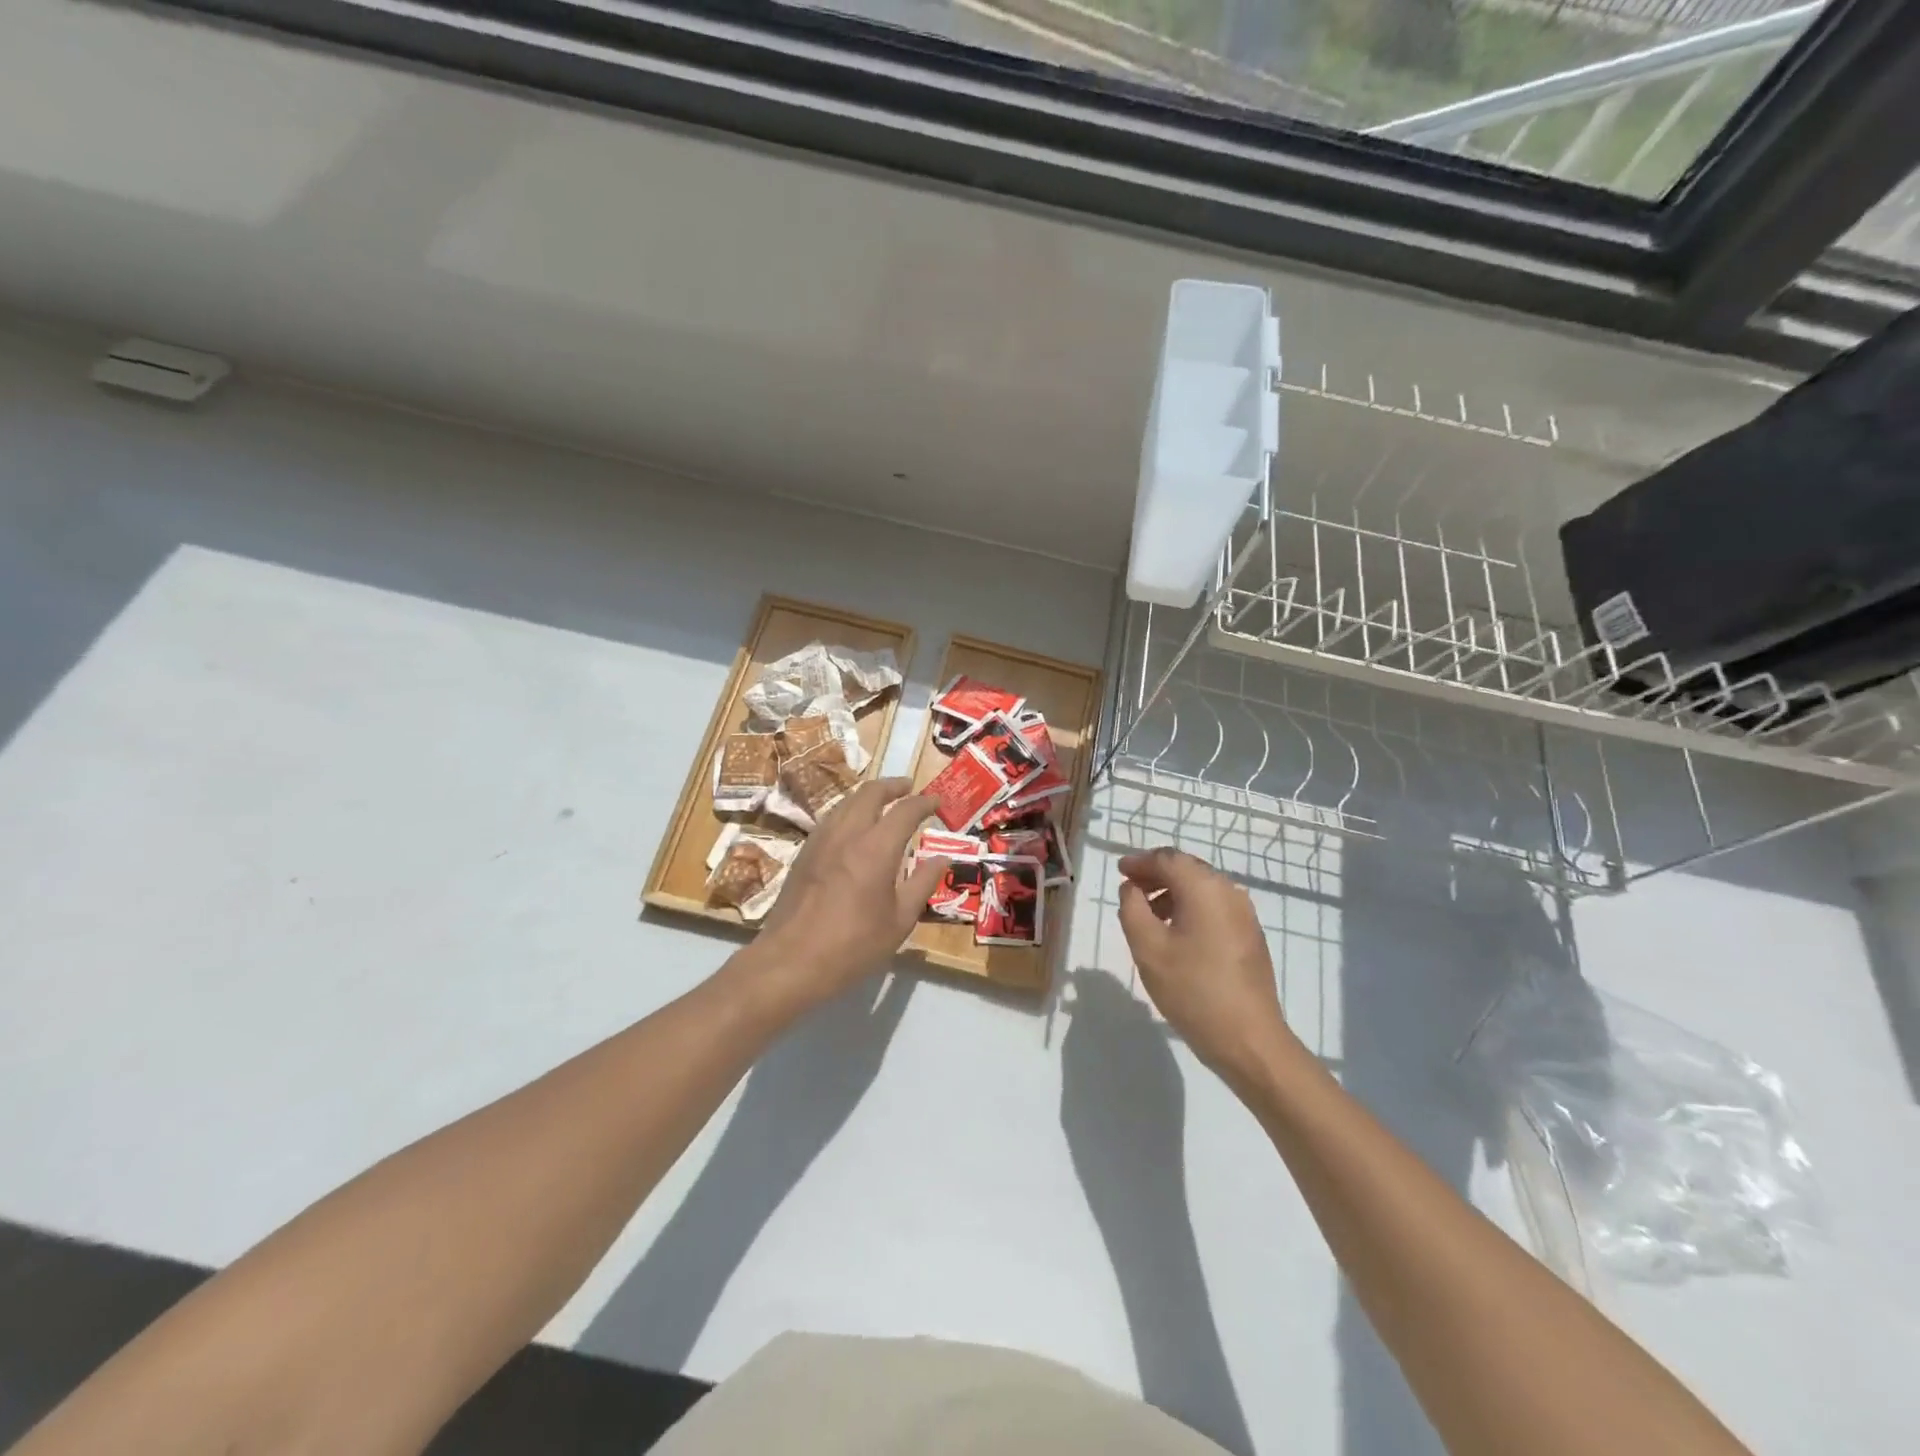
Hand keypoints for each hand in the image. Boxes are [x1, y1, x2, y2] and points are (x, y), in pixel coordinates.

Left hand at [752, 779, 945, 1008]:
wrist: (791, 961)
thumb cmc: (853, 945)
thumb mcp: (899, 920)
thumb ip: (922, 883)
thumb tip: (942, 859)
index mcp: (876, 848)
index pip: (905, 810)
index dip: (924, 802)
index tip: (937, 801)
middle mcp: (847, 833)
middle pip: (870, 793)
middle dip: (893, 786)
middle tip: (909, 788)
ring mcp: (820, 840)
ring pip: (846, 802)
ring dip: (868, 796)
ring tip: (883, 803)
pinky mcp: (804, 853)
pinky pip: (831, 819)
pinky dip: (849, 812)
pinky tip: (854, 828)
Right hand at [1116, 848, 1292, 1079]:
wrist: (1248, 1039)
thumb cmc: (1192, 989)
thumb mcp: (1147, 948)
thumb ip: (1132, 908)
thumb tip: (1132, 888)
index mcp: (1205, 888)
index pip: (1168, 859)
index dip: (1140, 862)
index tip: (1119, 872)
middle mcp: (1229, 892)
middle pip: (1187, 869)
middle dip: (1156, 874)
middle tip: (1130, 889)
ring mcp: (1245, 915)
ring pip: (1202, 889)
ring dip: (1172, 893)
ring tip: (1148, 915)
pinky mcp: (1250, 936)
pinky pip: (1214, 908)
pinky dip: (1190, 909)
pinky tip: (1176, 934)